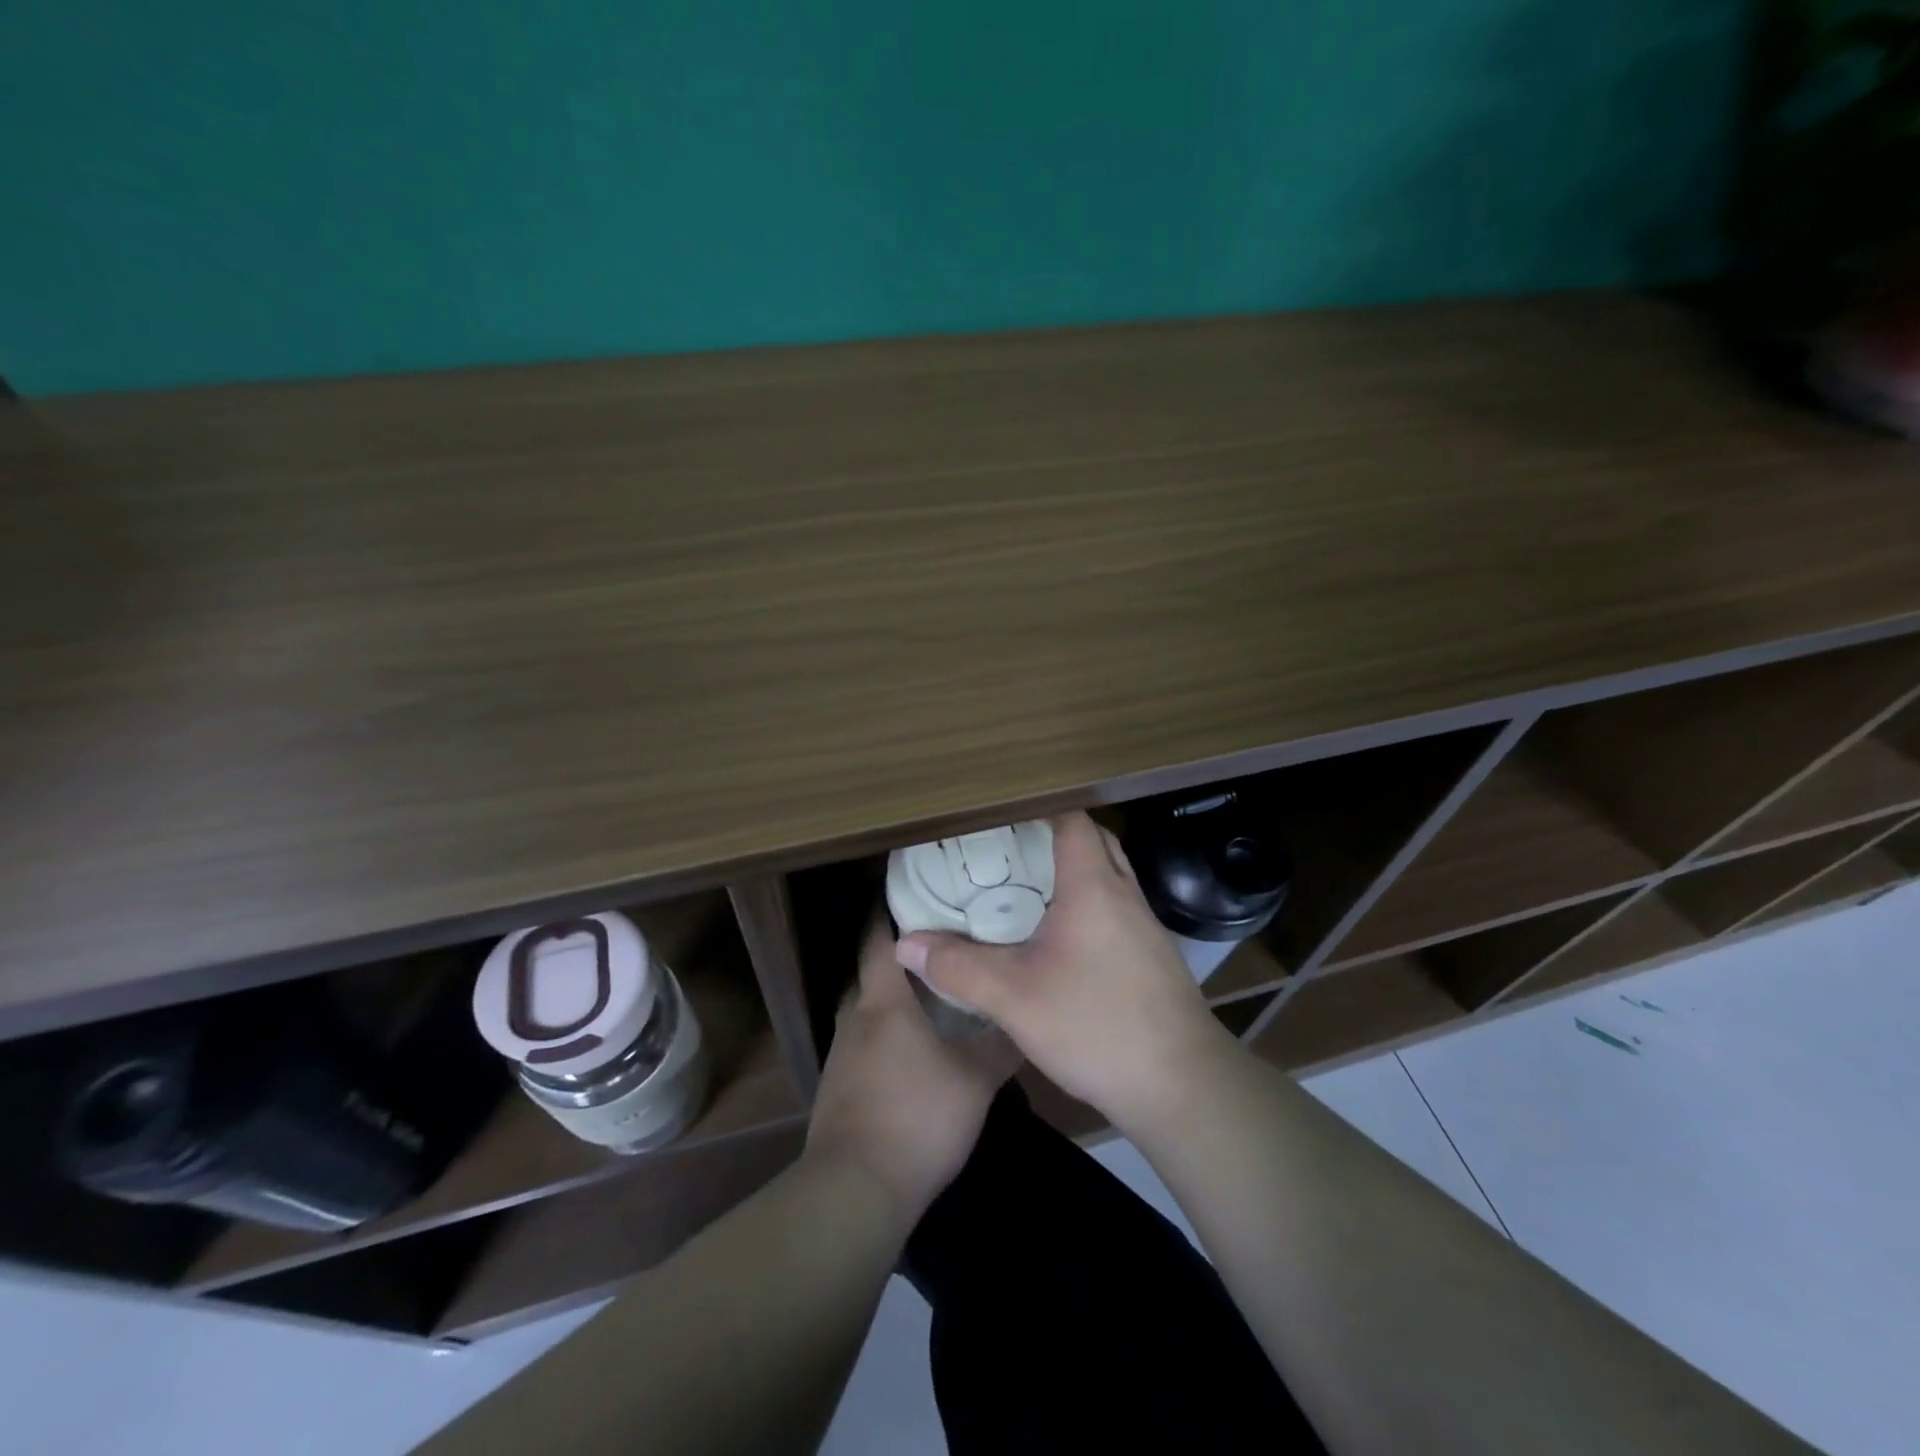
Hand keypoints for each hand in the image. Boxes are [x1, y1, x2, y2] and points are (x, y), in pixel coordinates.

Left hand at [804, 920, 1021, 1226]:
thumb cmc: (918, 1117)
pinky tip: (912, 1052)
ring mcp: (841, 1055)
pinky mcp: (838, 1088)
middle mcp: (855, 1018)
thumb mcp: (976, 1080)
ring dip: (892, 999)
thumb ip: (1001, 1044)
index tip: (912, 893)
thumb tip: (1024, 1016)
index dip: (889, 912)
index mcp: (883, 1002)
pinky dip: (885, 1035)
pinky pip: (863, 1043)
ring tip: (930, 996)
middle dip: (899, 956)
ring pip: (867, 1010)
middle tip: (938, 946)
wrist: (855, 1190)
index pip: (878, 939)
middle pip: (872, 972)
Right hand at [895, 811, 1238, 1132]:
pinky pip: (1116, 908)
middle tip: (1007, 847)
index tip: (1000, 811)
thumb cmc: (1097, 1026)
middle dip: (1052, 835)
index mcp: (1093, 886)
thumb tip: (905, 944)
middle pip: (1093, 841)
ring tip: (1026, 886)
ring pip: (1108, 876)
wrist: (1182, 1086)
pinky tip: (1060, 938)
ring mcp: (1145, 926)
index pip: (1072, 819)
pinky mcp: (1152, 956)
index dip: (1038, 806)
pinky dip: (1088, 904)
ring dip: (1073, 870)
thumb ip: (958, 967)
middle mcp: (1124, 894)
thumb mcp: (1014, 998)